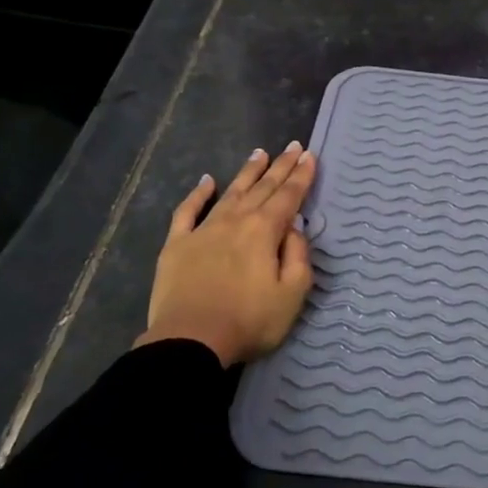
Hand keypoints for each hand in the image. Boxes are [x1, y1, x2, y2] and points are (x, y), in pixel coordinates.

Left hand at [136, 142, 317, 366]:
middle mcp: (235, 221)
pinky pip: (187, 211)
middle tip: (293, 146)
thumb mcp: (292, 294)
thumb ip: (298, 256)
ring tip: (260, 154)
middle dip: (280, 167)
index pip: (289, 197)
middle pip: (262, 188)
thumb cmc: (249, 321)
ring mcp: (203, 230)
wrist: (190, 340)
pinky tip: (206, 181)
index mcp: (265, 231)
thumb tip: (294, 229)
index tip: (310, 155)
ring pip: (230, 193)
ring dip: (247, 173)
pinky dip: (198, 194)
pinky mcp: (177, 244)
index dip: (301, 176)